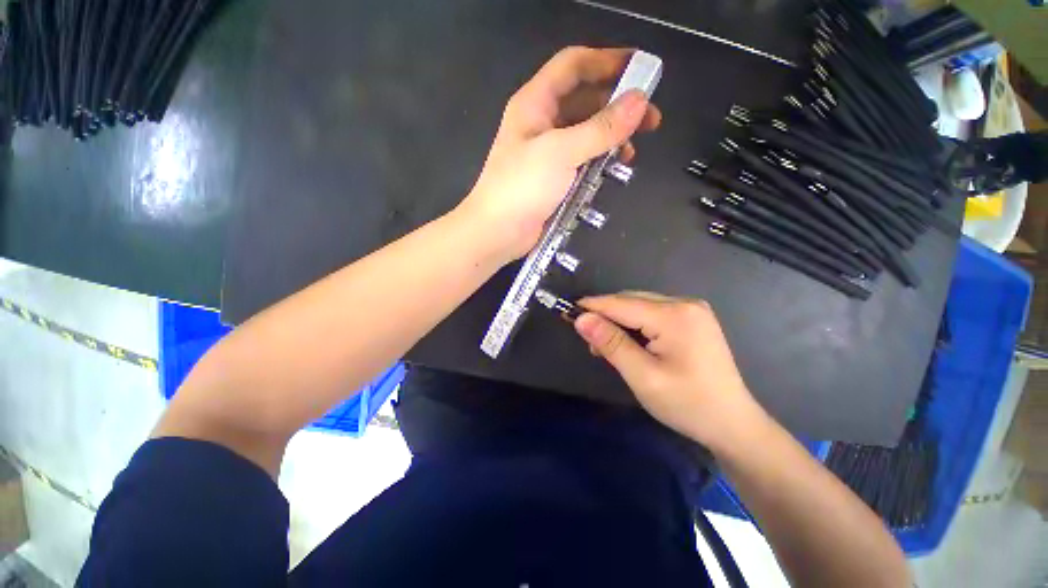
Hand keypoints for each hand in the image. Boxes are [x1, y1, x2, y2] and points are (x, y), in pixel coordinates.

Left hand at [458, 47, 661, 261]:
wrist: (498, 232)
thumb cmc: (522, 187)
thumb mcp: (561, 153)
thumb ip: (600, 128)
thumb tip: (638, 101)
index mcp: (535, 103)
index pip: (574, 65)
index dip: (608, 60)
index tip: (642, 69)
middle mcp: (542, 123)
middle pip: (585, 100)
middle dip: (618, 105)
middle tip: (649, 119)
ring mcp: (548, 153)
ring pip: (586, 133)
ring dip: (611, 138)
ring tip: (633, 150)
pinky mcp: (554, 178)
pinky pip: (582, 160)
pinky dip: (599, 162)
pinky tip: (613, 171)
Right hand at [574, 292, 765, 448]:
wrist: (733, 424)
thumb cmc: (688, 404)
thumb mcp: (643, 377)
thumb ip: (611, 344)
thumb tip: (580, 319)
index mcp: (675, 315)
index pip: (621, 304)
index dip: (591, 307)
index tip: (566, 312)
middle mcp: (685, 303)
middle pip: (631, 301)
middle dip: (605, 316)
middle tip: (589, 341)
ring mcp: (691, 310)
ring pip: (639, 306)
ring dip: (618, 321)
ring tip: (605, 347)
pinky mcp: (692, 319)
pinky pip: (652, 313)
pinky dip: (634, 325)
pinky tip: (628, 343)